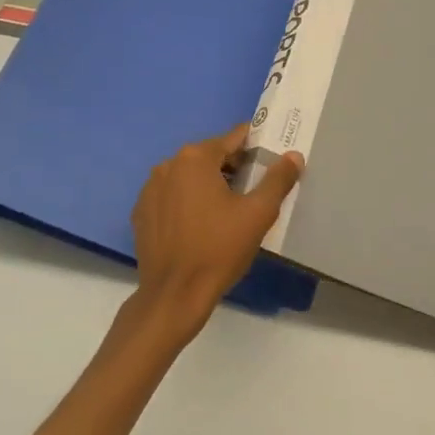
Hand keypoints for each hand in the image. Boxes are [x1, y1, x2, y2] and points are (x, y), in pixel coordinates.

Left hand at [130, 125, 303, 336]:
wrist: (174, 296)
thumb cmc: (219, 250)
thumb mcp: (258, 214)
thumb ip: (277, 180)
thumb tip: (293, 156)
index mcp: (195, 158)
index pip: (233, 138)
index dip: (255, 146)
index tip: (270, 157)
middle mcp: (168, 165)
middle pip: (209, 156)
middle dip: (233, 167)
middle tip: (254, 189)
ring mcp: (150, 189)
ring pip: (188, 176)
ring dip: (208, 184)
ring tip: (229, 209)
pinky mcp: (141, 212)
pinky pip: (171, 196)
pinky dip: (187, 202)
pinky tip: (200, 225)